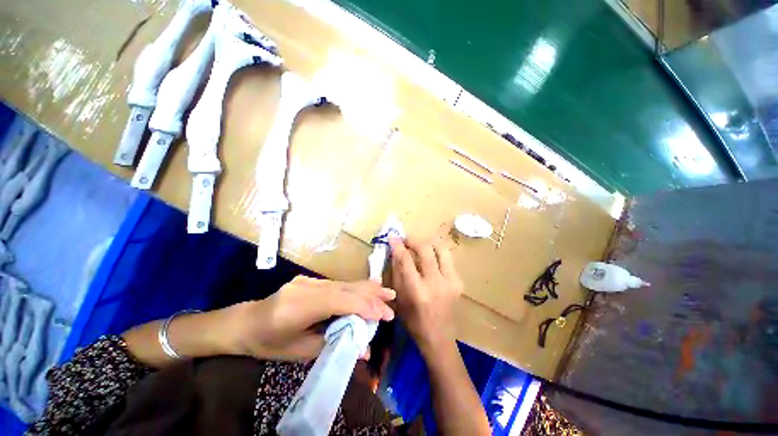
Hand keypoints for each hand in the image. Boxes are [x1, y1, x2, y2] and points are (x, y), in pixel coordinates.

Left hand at [223, 275, 394, 360]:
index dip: (365, 306)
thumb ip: (333, 346)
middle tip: (392, 299)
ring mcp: (310, 280)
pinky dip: (355, 287)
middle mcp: (307, 287)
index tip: (385, 315)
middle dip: (371, 294)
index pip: (340, 301)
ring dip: (366, 287)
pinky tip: (366, 287)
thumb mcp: (298, 353)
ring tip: (385, 291)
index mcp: (300, 306)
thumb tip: (364, 350)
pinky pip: (338, 283)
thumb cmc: (268, 343)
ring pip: (344, 282)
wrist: (245, 322)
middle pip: (346, 287)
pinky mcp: (312, 280)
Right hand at [389, 237, 462, 355]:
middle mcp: (436, 283)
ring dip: (428, 244)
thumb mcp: (399, 298)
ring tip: (420, 247)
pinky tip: (430, 259)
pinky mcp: (459, 282)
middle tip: (406, 241)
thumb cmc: (413, 321)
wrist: (439, 337)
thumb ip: (397, 273)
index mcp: (417, 291)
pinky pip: (447, 259)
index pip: (406, 260)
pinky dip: (437, 254)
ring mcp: (451, 281)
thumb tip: (395, 252)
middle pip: (425, 249)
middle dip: (414, 240)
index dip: (398, 245)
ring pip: (441, 249)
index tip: (393, 236)